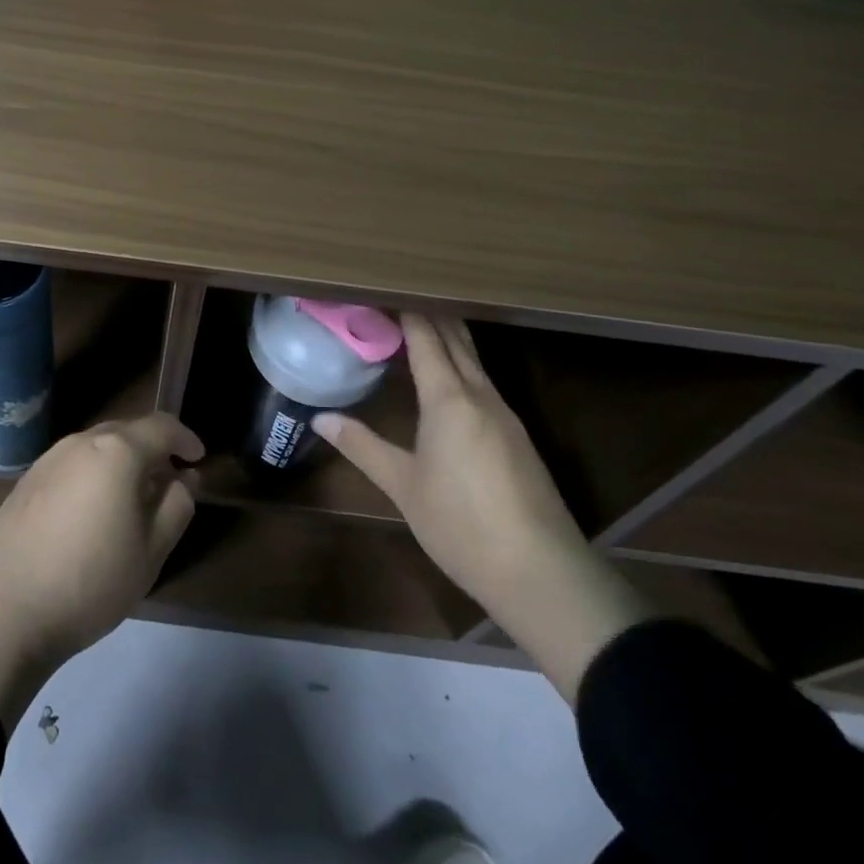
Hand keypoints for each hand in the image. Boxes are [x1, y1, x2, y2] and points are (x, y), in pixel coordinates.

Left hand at [0, 412, 202, 726]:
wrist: (3, 611)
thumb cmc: (90, 581)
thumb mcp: (150, 552)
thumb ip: (176, 506)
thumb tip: (186, 478)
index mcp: (117, 451)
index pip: (161, 427)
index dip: (185, 438)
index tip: (199, 458)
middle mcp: (81, 442)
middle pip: (127, 432)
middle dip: (153, 450)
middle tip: (169, 482)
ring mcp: (48, 459)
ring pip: (97, 447)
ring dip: (121, 462)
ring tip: (132, 500)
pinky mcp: (26, 482)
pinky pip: (72, 465)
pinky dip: (93, 475)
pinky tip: (92, 513)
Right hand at [315, 314, 651, 704]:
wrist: (542, 574)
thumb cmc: (461, 525)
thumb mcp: (402, 485)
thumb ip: (362, 446)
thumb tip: (320, 418)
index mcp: (449, 398)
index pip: (426, 336)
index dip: (405, 309)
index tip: (382, 288)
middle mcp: (480, 394)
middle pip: (456, 338)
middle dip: (428, 312)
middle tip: (396, 296)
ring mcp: (505, 414)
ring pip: (474, 359)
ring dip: (448, 336)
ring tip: (418, 326)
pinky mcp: (518, 437)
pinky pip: (484, 382)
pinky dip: (462, 364)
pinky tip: (448, 380)